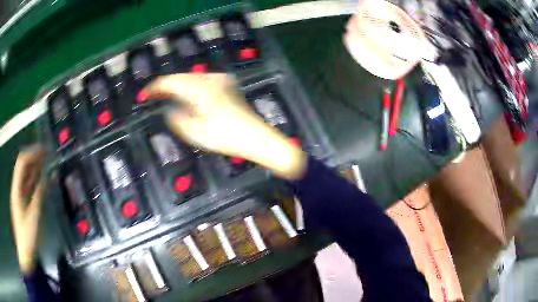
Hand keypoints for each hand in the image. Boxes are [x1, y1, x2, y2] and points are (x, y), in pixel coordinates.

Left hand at [10, 145, 46, 274]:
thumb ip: (38, 195)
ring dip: (34, 166)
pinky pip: (27, 185)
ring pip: (25, 175)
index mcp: (16, 189)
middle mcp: (16, 188)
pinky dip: (34, 179)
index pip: (22, 162)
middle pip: (23, 165)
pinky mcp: (22, 202)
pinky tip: (41, 178)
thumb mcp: (33, 217)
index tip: (44, 151)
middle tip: (46, 154)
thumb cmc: (27, 237)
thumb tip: (46, 177)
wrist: (24, 253)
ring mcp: (18, 195)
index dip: (32, 153)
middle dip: (34, 156)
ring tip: (45, 162)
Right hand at [143, 73, 306, 179]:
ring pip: (193, 78)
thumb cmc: (225, 137)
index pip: (172, 82)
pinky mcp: (229, 86)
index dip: (156, 87)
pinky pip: (204, 82)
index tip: (144, 94)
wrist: (256, 137)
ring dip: (179, 85)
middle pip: (182, 77)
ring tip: (167, 94)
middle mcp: (211, 79)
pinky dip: (192, 86)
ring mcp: (222, 81)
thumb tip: (169, 110)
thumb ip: (177, 119)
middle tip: (153, 94)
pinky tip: (188, 95)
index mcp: (200, 88)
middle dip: (167, 85)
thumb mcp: (195, 132)